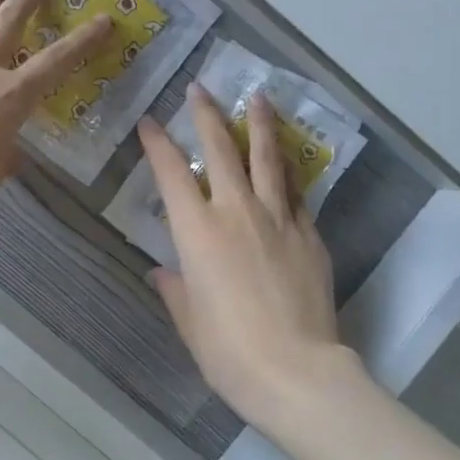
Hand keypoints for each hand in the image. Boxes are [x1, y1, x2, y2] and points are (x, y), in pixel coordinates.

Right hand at [139, 86, 356, 437]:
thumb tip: (163, 271)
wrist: (296, 371)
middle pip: (221, 150)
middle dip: (207, 115)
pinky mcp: (309, 235)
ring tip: (258, 98)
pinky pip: (295, 194)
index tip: (150, 122)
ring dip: (259, 125)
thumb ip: (175, 289)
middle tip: (200, 88)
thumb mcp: (190, 321)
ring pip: (268, 159)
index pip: (171, 174)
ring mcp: (279, 219)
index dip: (158, 144)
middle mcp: (237, 212)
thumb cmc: (229, 351)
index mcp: (198, 232)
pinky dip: (287, 174)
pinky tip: (287, 164)